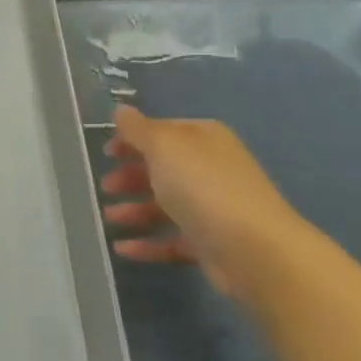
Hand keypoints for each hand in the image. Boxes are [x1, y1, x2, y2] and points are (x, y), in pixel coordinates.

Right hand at [101, 105, 307, 297]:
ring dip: (134, 210)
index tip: (106, 153)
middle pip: (163, 169)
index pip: (163, 131)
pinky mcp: (210, 243)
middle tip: (106, 187)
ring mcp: (212, 208)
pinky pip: (171, 240)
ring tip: (109, 218)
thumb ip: (138, 129)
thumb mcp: (164, 146)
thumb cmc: (203, 187)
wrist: (254, 249)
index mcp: (204, 139)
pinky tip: (122, 248)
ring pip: (165, 205)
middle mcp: (210, 169)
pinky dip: (146, 243)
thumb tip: (120, 110)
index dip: (133, 139)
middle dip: (131, 176)